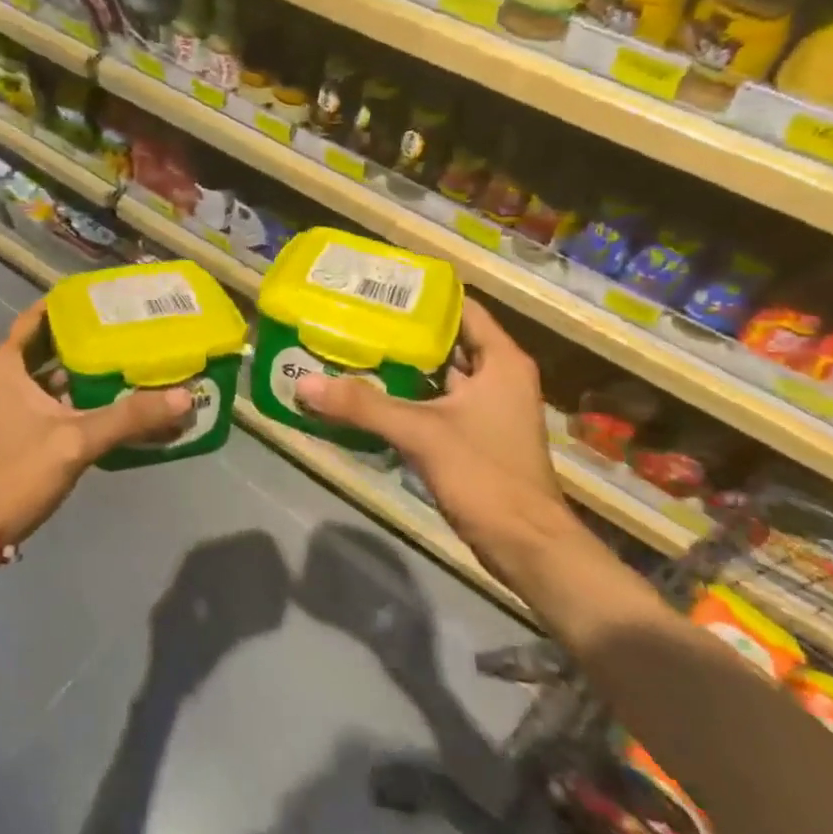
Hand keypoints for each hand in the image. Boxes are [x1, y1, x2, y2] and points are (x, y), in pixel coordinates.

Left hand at [0, 301, 192, 547]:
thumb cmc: (15, 474)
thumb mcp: (76, 442)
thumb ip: (129, 418)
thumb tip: (184, 397)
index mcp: (3, 367)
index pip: (34, 319)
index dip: (65, 306)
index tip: (101, 298)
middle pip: (43, 347)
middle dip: (79, 338)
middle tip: (122, 329)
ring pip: (43, 378)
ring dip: (76, 371)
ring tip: (120, 362)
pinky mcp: (6, 433)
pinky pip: (41, 403)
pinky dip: (68, 399)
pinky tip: (102, 405)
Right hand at [293, 298, 573, 561]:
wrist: (526, 547)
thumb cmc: (486, 476)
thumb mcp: (422, 433)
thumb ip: (364, 405)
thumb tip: (305, 383)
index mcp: (501, 361)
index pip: (462, 308)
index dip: (422, 294)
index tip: (378, 286)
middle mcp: (496, 378)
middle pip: (444, 341)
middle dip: (400, 330)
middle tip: (352, 317)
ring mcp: (485, 410)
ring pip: (436, 376)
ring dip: (399, 367)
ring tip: (350, 350)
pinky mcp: (471, 438)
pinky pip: (432, 405)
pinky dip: (403, 398)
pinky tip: (365, 397)